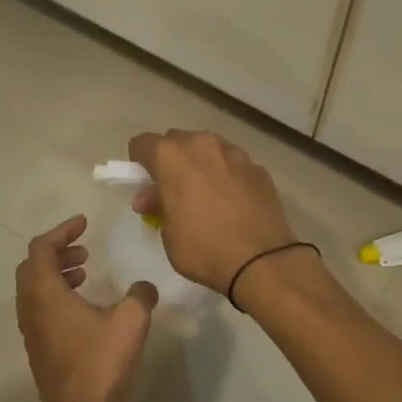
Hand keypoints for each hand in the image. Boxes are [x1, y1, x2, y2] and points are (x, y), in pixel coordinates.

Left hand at [15, 215, 157, 401]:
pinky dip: (57, 294)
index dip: (62, 231)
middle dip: (57, 251)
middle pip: (33, 265)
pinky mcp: (39, 348)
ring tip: (85, 273)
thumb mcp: (130, 321)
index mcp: (44, 293)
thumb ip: (140, 295)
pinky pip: (40, 308)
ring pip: (35, 288)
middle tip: (84, 250)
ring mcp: (31, 330)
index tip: (84, 224)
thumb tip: (144, 288)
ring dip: (57, 273)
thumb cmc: (100, 363)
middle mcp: (30, 307)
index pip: (41, 247)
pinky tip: (84, 307)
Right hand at [126, 130, 298, 292]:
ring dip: (200, 165)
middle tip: (172, 191)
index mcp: (171, 156)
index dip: (139, 163)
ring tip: (204, 196)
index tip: (144, 184)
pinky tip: (231, 203)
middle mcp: (202, 145)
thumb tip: (154, 197)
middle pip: (176, 141)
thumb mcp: (168, 233)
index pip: (142, 143)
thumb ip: (158, 206)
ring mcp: (234, 153)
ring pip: (207, 149)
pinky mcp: (258, 168)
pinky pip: (232, 164)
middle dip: (170, 161)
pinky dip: (226, 176)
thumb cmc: (203, 248)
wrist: (262, 261)